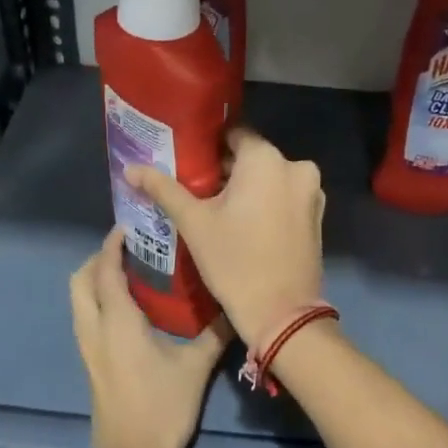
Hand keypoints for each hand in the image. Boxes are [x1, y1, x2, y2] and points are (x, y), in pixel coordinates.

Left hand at [70, 229, 227, 447]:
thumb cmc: (163, 409)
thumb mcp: (195, 368)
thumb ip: (215, 334)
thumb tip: (236, 307)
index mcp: (116, 322)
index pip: (104, 270)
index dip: (112, 244)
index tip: (130, 226)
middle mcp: (94, 330)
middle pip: (79, 281)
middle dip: (97, 259)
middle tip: (129, 250)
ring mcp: (88, 350)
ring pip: (78, 301)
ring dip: (95, 281)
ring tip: (130, 274)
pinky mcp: (91, 366)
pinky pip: (86, 320)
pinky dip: (98, 302)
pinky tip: (129, 310)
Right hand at [128, 130, 324, 347]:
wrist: (281, 313)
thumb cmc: (234, 261)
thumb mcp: (193, 223)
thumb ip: (163, 189)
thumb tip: (130, 168)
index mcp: (267, 159)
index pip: (233, 135)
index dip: (208, 147)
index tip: (187, 162)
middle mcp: (296, 167)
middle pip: (252, 157)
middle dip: (225, 170)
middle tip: (195, 189)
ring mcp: (312, 193)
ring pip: (270, 179)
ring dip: (246, 188)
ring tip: (216, 209)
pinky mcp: (316, 216)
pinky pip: (284, 197)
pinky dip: (265, 203)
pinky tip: (243, 225)